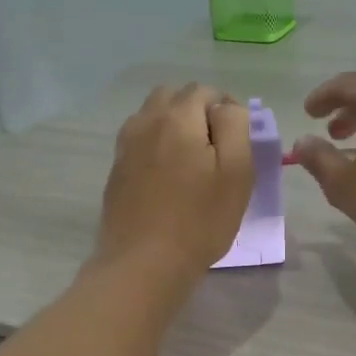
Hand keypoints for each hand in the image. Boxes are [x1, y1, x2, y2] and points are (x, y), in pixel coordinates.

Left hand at [94, 84, 253, 285]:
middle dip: (197, 111)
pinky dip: (157, 146)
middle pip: (174, 97)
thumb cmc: (199, 220)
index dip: (227, 108)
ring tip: (192, 161)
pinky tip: (168, 177)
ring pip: (152, 117)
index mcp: (178, 117)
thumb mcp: (236, 172)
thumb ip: (235, 128)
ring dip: (174, 126)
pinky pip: (139, 142)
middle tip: (216, 147)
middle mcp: (146, 122)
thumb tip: (226, 108)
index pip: (205, 91)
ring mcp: (126, 146)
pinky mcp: (116, 171)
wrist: (143, 263)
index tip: (239, 138)